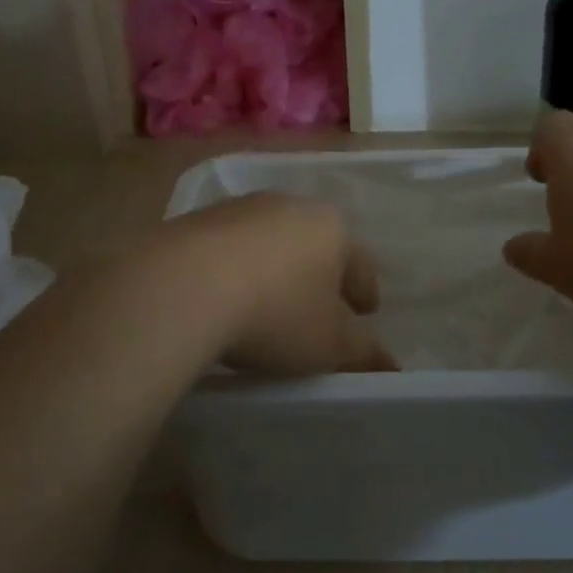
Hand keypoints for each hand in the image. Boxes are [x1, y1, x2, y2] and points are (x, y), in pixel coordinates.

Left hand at [159, 193, 396, 375]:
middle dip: (320, 274)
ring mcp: (240, 208)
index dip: (366, 291)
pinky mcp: (196, 219)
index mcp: (332, 228)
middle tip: (320, 307)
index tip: (365, 313)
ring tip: (269, 301)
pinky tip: (225, 295)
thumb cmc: (275, 314)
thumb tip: (390, 366)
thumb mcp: (327, 346)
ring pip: (271, 241)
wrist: (182, 287)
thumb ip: (362, 354)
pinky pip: (229, 247)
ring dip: (275, 267)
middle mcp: (290, 205)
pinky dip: (236, 267)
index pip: (360, 263)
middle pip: (316, 244)